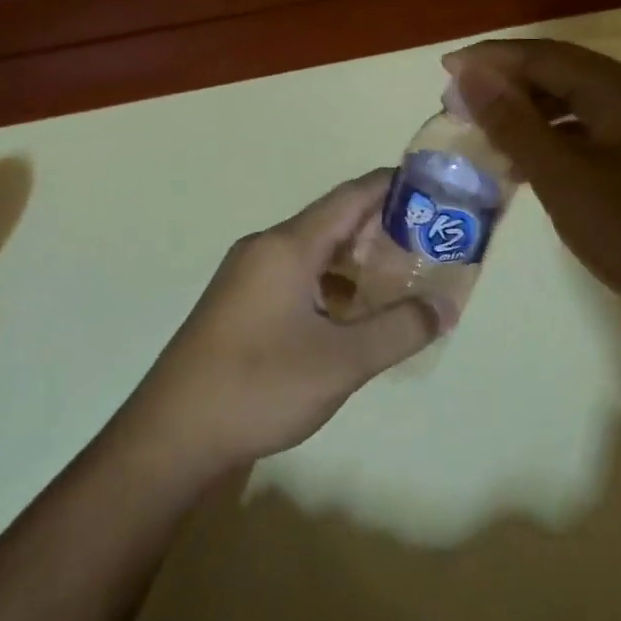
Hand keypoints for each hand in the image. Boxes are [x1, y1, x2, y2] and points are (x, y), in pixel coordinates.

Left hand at [124, 171, 439, 474]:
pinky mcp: (239, 303)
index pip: (350, 197)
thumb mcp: (342, 361)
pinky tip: (352, 316)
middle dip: (381, 230)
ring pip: (313, 254)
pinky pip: (295, 277)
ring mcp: (247, 276)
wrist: (174, 432)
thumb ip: (399, 330)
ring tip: (400, 281)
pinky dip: (329, 286)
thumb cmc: (260, 385)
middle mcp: (265, 248)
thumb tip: (445, 306)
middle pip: (332, 223)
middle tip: (430, 244)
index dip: (392, 187)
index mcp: (287, 246)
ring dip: (355, 262)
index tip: (434, 190)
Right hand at [443, 39, 620, 324]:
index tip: (447, 71)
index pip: (542, 55)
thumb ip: (514, 123)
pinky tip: (547, 166)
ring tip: (496, 139)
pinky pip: (606, 130)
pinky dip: (567, 137)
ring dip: (537, 114)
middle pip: (565, 74)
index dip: (490, 60)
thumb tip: (471, 74)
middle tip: (465, 108)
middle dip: (510, 86)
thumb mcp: (564, 178)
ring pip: (586, 104)